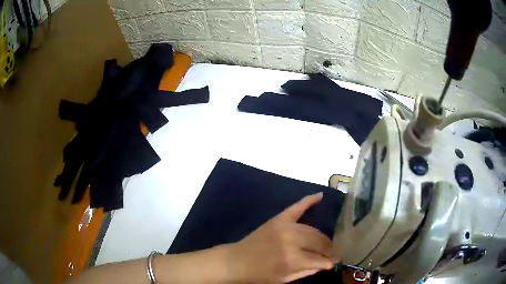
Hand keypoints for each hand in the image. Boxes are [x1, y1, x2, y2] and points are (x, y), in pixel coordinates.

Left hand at [227, 192, 334, 282]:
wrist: (237, 260)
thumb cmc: (260, 274)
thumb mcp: (284, 279)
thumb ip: (306, 271)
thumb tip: (325, 264)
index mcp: (291, 259)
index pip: (319, 259)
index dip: (328, 262)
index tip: (334, 263)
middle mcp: (291, 241)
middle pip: (318, 242)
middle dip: (329, 249)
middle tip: (333, 253)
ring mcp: (284, 227)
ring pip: (312, 230)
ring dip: (323, 237)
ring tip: (328, 243)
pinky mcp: (278, 219)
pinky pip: (296, 207)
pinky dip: (308, 201)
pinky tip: (319, 196)